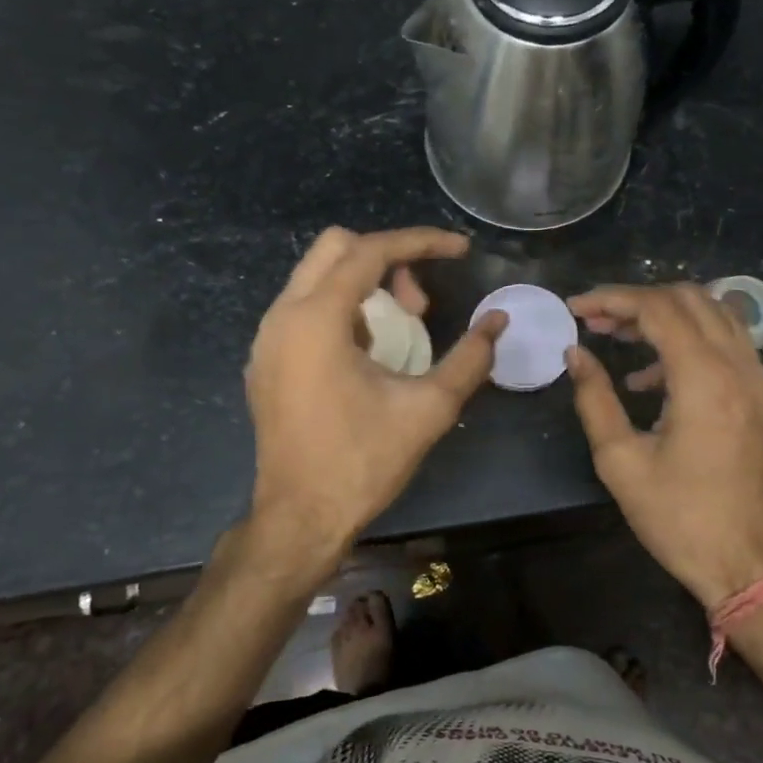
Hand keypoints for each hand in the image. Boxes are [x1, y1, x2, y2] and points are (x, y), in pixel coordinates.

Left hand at [243, 226, 504, 584]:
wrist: (299, 520)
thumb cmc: (362, 462)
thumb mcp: (428, 409)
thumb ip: (469, 358)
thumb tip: (498, 321)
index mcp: (316, 318)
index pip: (370, 251)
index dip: (421, 242)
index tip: (460, 250)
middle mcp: (282, 316)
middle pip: (335, 248)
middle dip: (387, 259)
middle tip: (420, 302)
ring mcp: (266, 338)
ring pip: (317, 277)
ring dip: (364, 285)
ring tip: (401, 329)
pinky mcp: (265, 360)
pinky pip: (304, 308)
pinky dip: (342, 308)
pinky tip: (368, 353)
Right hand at [566, 283, 762, 610]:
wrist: (755, 568)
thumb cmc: (682, 520)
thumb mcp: (621, 462)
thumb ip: (595, 399)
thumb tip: (575, 353)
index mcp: (705, 380)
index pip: (658, 308)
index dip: (612, 299)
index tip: (576, 308)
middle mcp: (741, 367)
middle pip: (690, 298)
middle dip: (638, 300)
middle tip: (598, 321)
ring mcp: (761, 380)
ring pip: (715, 314)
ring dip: (667, 314)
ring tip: (622, 338)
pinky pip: (729, 344)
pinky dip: (691, 340)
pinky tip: (656, 377)